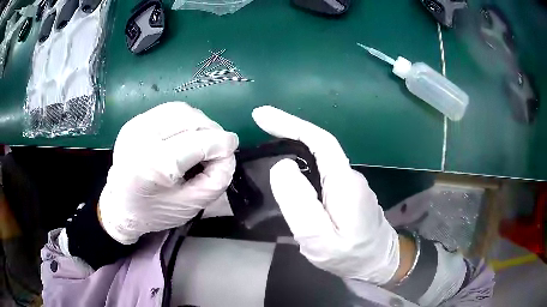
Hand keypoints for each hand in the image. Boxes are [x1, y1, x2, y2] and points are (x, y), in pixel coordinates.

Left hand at [99, 102, 237, 243]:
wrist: (120, 206)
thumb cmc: (154, 212)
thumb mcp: (191, 206)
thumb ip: (216, 180)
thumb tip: (229, 152)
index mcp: (152, 165)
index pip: (198, 142)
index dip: (222, 144)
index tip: (231, 150)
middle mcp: (141, 137)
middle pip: (190, 119)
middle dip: (212, 130)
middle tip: (218, 145)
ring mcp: (135, 125)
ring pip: (180, 109)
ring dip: (199, 122)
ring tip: (204, 139)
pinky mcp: (135, 121)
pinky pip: (168, 110)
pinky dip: (185, 119)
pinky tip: (186, 134)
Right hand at [252, 106, 400, 284]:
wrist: (378, 262)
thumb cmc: (349, 255)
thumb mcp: (319, 239)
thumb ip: (300, 204)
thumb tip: (281, 166)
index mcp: (344, 182)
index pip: (319, 141)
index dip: (291, 124)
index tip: (262, 115)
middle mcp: (349, 176)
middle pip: (318, 145)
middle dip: (288, 130)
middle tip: (260, 123)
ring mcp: (349, 183)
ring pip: (319, 158)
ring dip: (293, 145)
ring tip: (267, 142)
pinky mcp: (346, 192)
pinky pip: (321, 170)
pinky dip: (301, 162)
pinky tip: (288, 170)